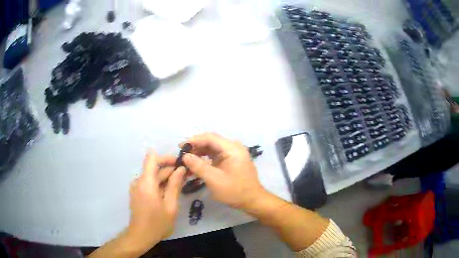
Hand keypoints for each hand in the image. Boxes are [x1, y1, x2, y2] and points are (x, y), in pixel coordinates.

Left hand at [127, 152, 185, 251]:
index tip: (179, 163)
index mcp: (146, 182)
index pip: (152, 157)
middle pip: (154, 167)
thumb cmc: (157, 223)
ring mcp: (136, 187)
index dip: (166, 157)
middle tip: (187, 174)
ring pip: (152, 176)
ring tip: (181, 183)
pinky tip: (170, 192)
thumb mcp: (170, 206)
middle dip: (170, 169)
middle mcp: (139, 181)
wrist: (141, 236)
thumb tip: (181, 169)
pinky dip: (160, 184)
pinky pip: (149, 183)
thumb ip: (175, 185)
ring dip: (166, 177)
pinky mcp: (137, 193)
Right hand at [182, 133, 267, 209]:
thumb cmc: (235, 191)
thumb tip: (185, 156)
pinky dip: (206, 158)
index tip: (180, 147)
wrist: (252, 200)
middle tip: (182, 154)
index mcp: (232, 148)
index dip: (194, 140)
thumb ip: (199, 166)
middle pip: (211, 141)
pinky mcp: (231, 160)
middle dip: (196, 147)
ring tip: (187, 160)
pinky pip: (216, 155)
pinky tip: (197, 164)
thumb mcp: (214, 180)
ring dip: (200, 153)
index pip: (210, 138)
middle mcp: (233, 147)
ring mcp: (233, 153)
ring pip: (212, 148)